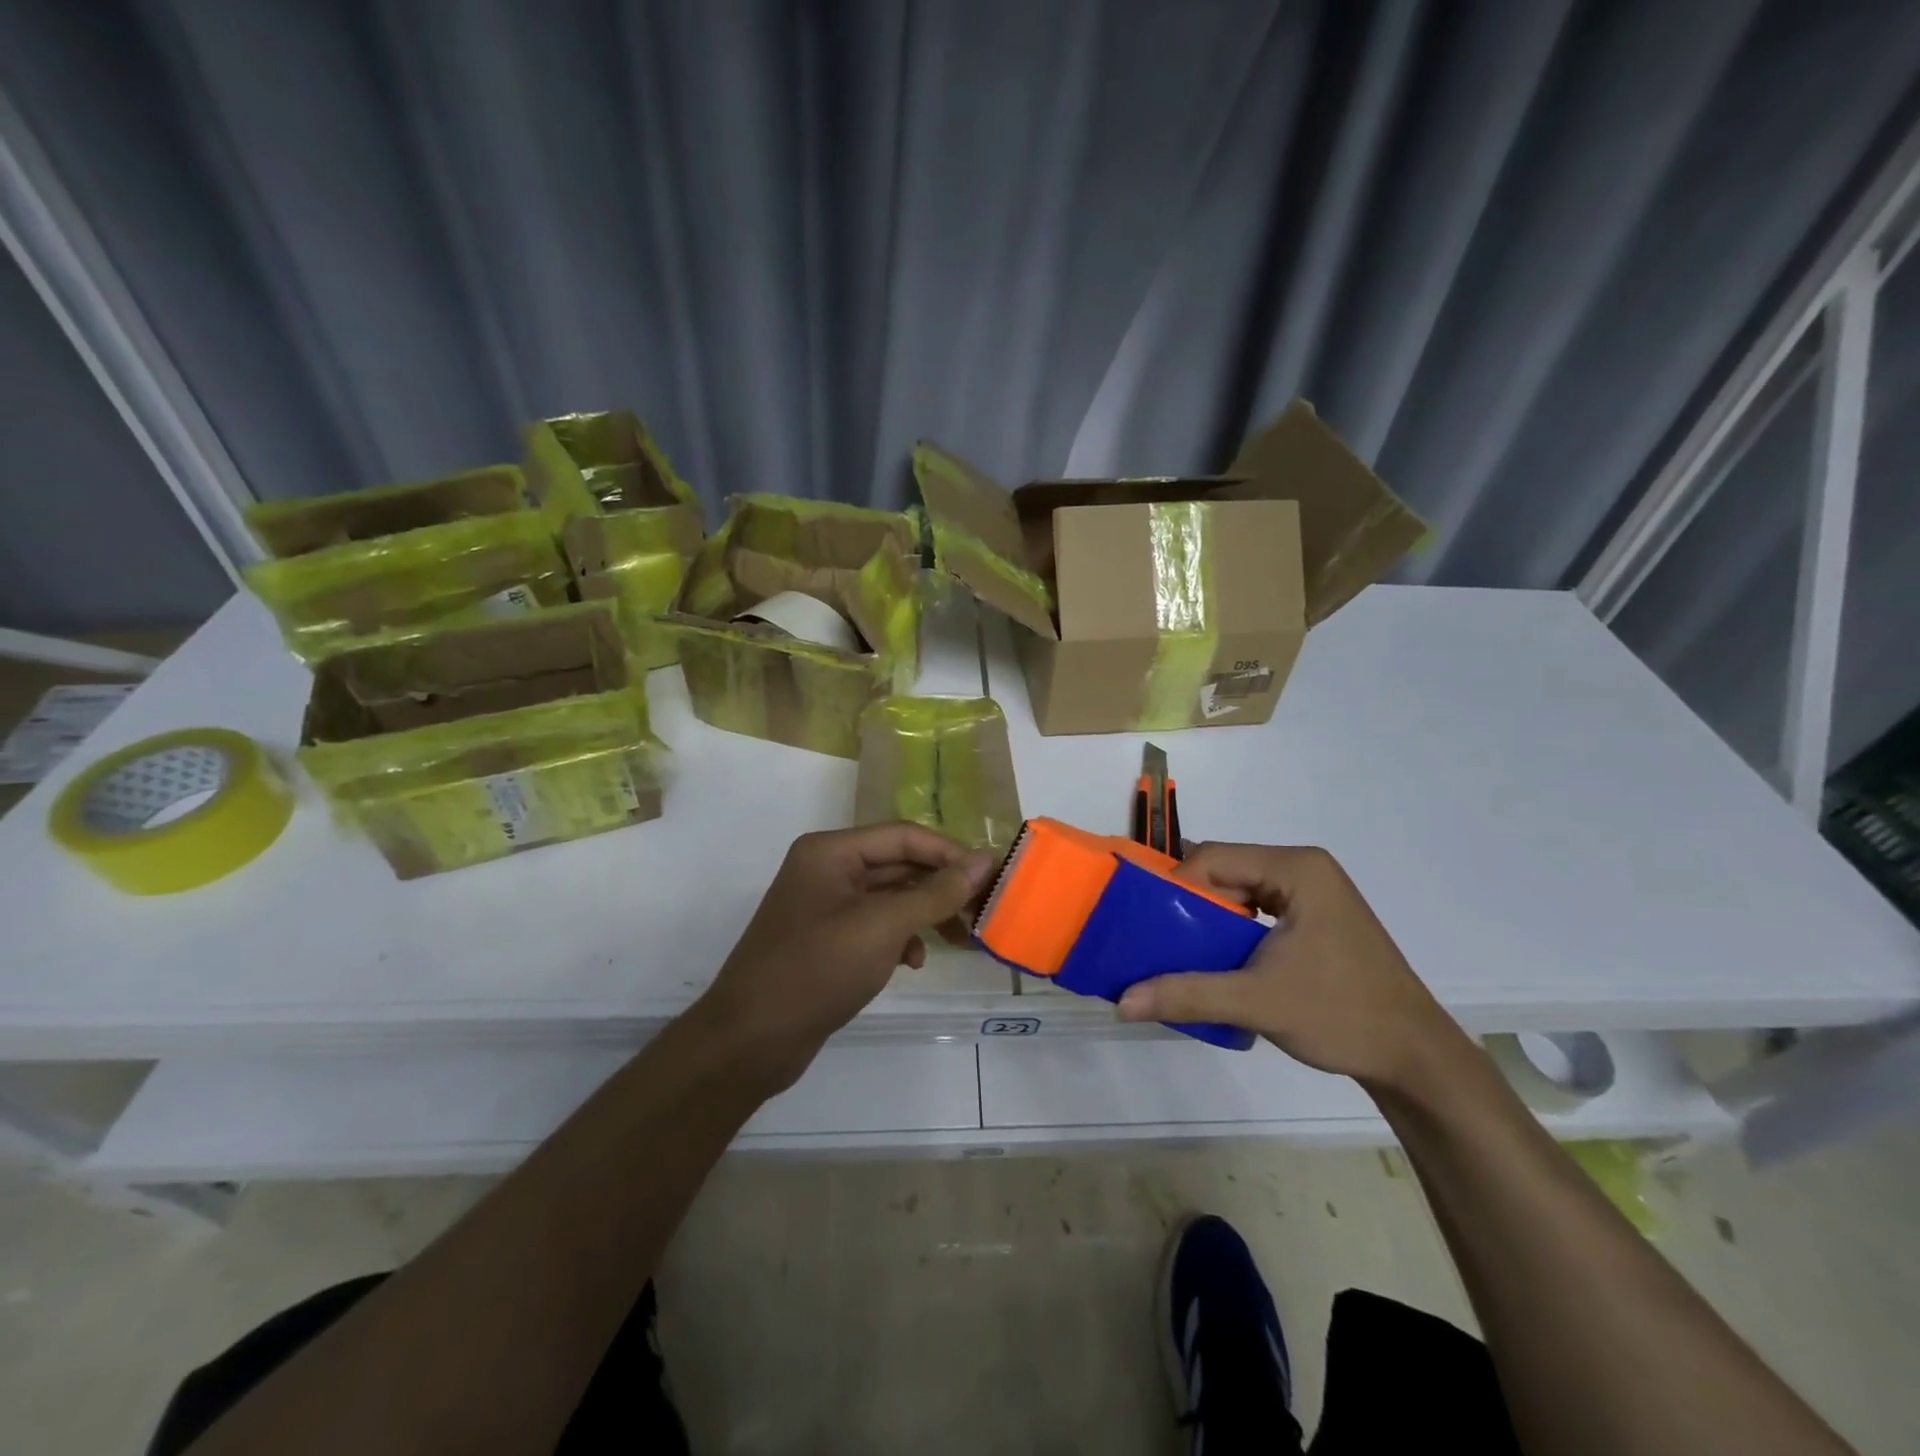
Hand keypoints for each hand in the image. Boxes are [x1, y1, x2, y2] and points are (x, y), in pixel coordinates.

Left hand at [698, 824, 993, 1090]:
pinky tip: (913, 962)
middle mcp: (827, 869)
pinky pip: (876, 925)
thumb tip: (984, 861)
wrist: (750, 1042)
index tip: (993, 877)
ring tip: (959, 940)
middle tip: (982, 912)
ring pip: (891, 897)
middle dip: (941, 887)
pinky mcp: (828, 940)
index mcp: (831, 851)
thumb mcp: (882, 927)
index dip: (951, 853)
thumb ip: (935, 892)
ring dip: (925, 914)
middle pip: (899, 865)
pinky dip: (901, 938)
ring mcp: (826, 905)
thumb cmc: (816, 970)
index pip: (904, 836)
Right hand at [1114, 843, 1468, 1090]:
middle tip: (1155, 938)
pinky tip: (1214, 959)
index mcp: (1296, 868)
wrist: (1415, 1058)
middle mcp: (1303, 868)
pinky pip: (1256, 909)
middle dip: (1187, 903)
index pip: (1212, 858)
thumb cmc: (1342, 1014)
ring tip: (1177, 951)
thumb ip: (1187, 994)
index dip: (1174, 886)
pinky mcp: (1315, 918)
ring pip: (1238, 891)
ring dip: (1207, 919)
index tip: (1147, 924)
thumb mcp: (1258, 1001)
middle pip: (1223, 871)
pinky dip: (1230, 929)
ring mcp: (1312, 893)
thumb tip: (1122, 1002)